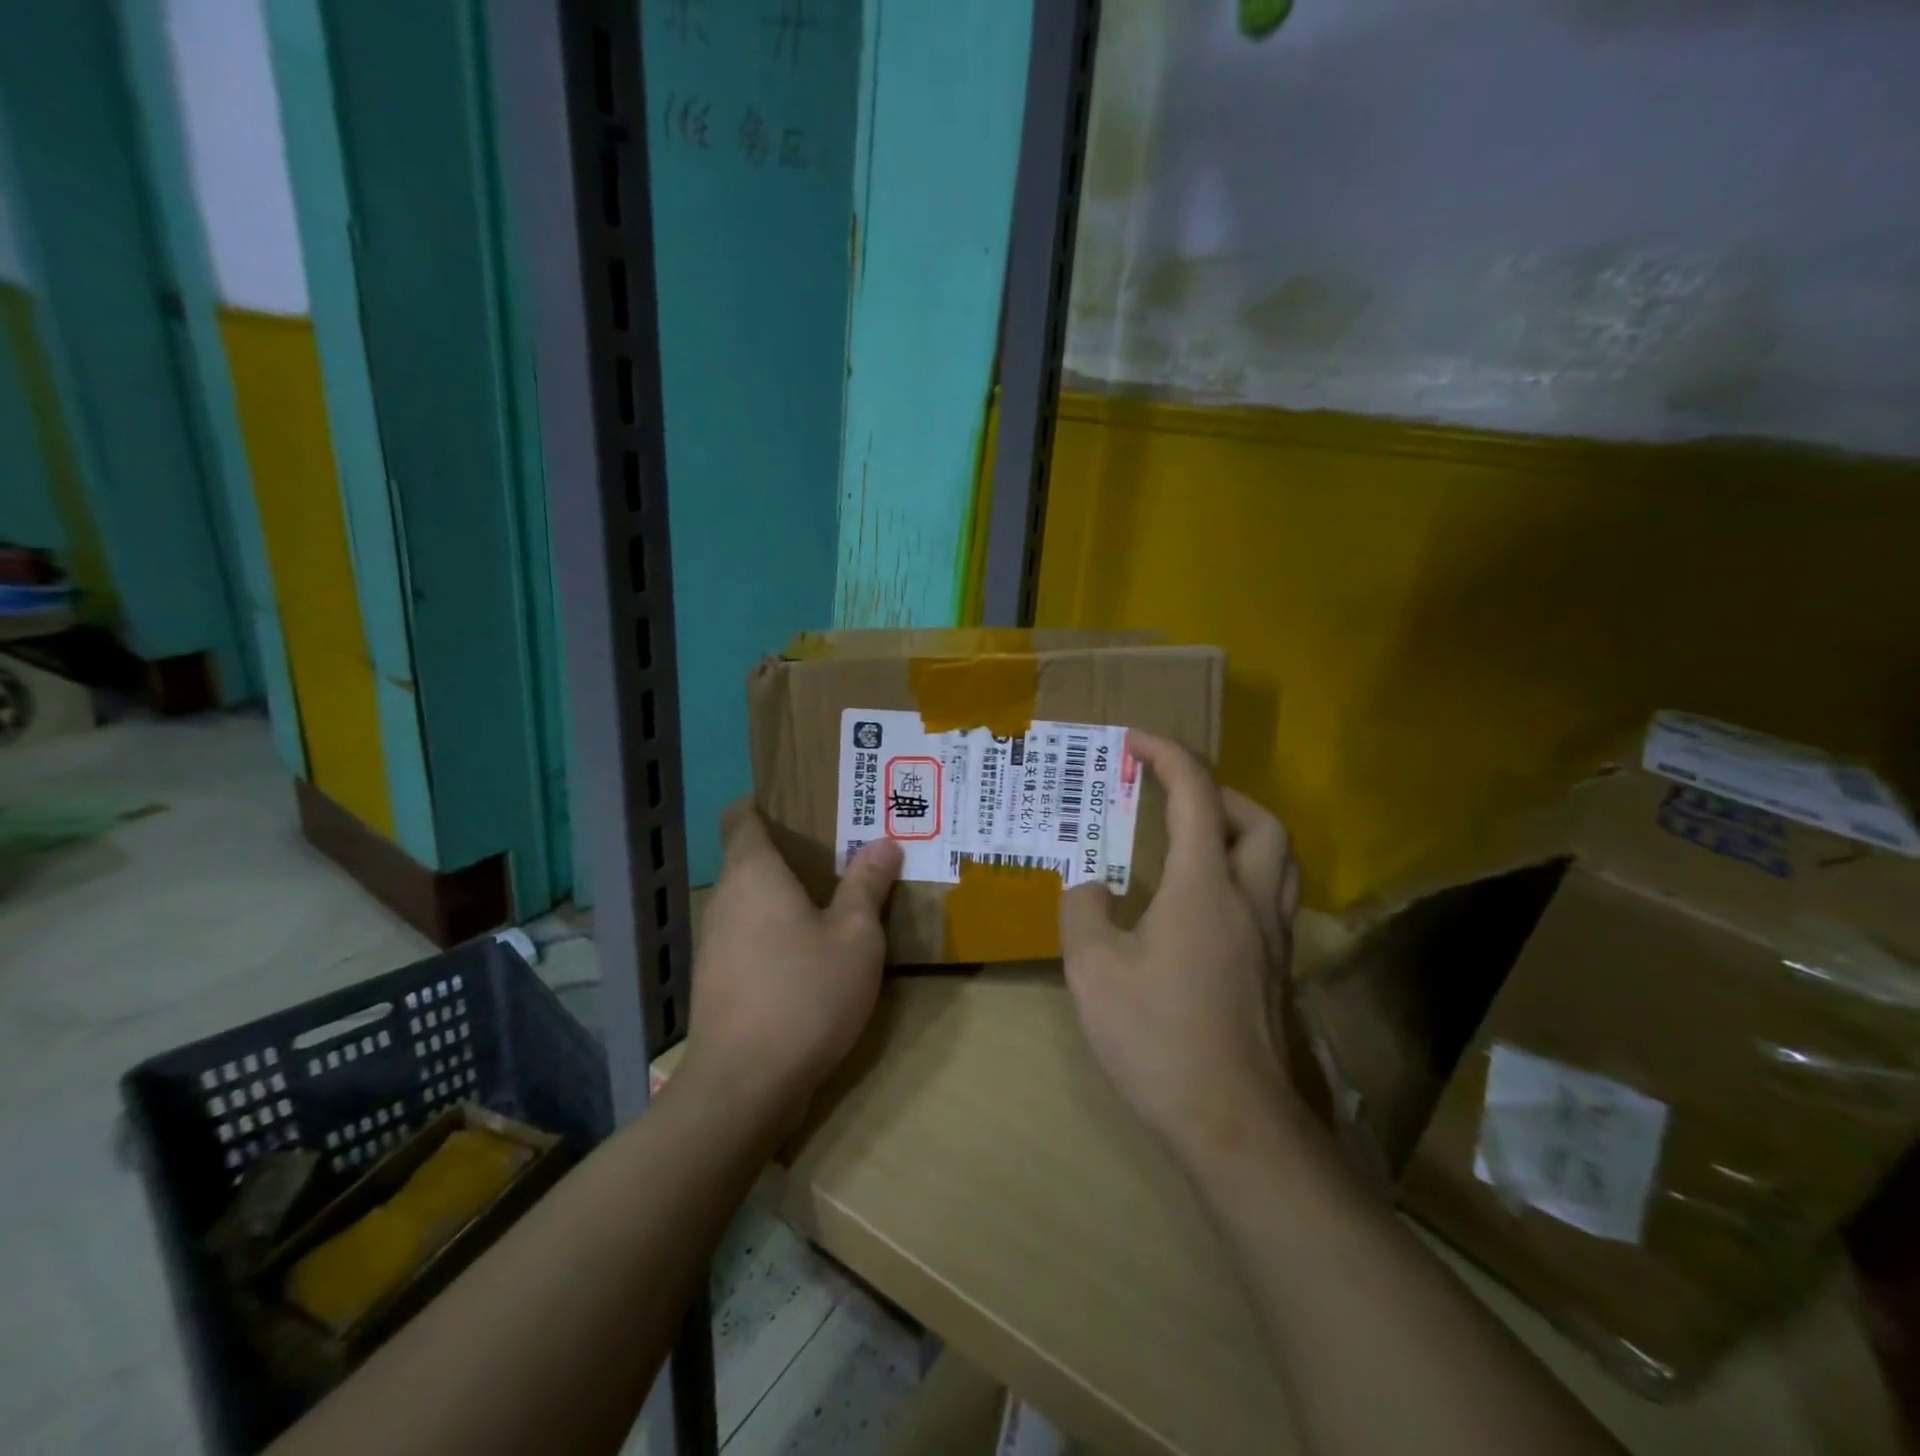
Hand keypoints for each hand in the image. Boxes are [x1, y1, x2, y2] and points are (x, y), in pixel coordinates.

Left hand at [679, 804, 902, 1123]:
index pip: (743, 815)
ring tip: (839, 893)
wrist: (743, 1087)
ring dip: (789, 892)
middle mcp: (726, 898)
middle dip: (795, 848)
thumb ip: (867, 885)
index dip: (770, 801)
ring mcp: (716, 940)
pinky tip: (814, 948)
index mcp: (753, 872)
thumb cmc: (804, 994)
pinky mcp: (719, 977)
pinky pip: (751, 932)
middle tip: (847, 845)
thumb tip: (884, 843)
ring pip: (753, 897)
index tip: (811, 802)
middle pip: (752, 855)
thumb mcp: (855, 937)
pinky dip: (779, 927)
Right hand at [1058, 733, 1303, 1168]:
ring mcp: (1272, 938)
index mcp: (1203, 887)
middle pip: (1259, 821)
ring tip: (1197, 837)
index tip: (1135, 740)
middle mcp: (1249, 900)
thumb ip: (1083, 911)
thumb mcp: (1093, 970)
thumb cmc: (1158, 1038)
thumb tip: (1088, 882)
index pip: (1195, 796)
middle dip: (1217, 792)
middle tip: (1173, 796)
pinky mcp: (1278, 971)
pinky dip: (1245, 872)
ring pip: (1279, 858)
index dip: (1167, 756)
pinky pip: (1272, 895)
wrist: (1234, 1124)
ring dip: (1242, 830)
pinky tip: (1206, 902)